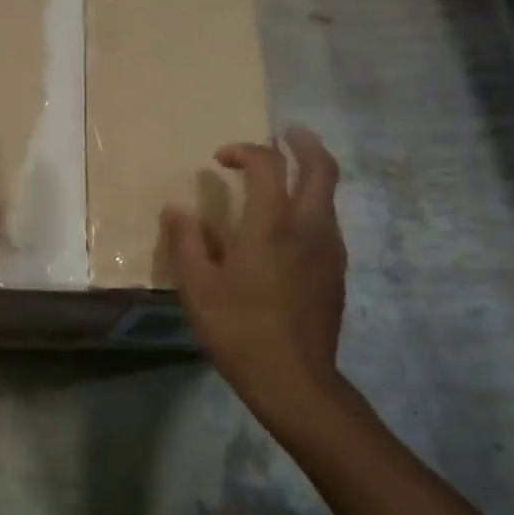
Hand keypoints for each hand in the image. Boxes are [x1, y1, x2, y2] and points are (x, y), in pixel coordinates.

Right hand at [161, 127, 348, 430]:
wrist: (295, 381)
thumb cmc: (240, 330)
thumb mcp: (197, 287)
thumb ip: (186, 242)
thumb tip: (177, 210)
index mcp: (272, 225)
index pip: (268, 165)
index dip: (244, 151)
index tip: (221, 159)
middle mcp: (309, 228)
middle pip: (322, 168)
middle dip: (304, 144)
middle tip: (286, 134)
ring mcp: (330, 250)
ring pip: (329, 196)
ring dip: (310, 175)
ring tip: (285, 178)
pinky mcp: (336, 272)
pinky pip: (328, 223)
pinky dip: (313, 206)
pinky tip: (289, 227)